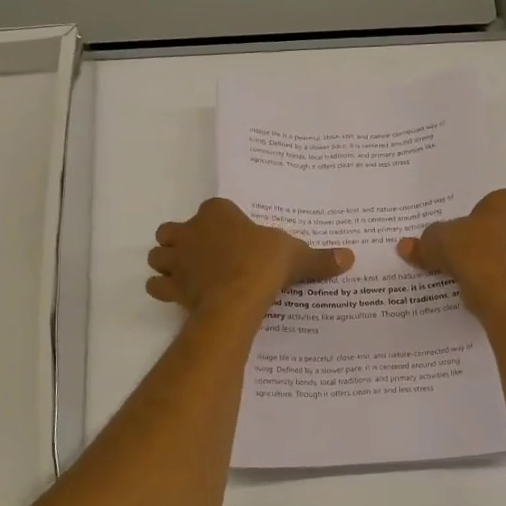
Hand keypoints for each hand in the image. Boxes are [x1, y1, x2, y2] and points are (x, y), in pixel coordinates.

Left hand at [148, 199, 352, 314]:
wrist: (238, 296)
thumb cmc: (264, 264)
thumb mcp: (296, 256)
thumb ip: (319, 258)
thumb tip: (349, 257)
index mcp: (218, 212)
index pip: (213, 209)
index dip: (219, 222)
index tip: (232, 237)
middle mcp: (191, 230)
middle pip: (174, 230)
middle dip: (183, 240)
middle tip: (204, 256)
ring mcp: (177, 259)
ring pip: (159, 255)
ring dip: (168, 262)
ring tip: (187, 274)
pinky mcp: (171, 286)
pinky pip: (156, 285)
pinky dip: (164, 289)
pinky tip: (179, 295)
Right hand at [398, 189, 505, 316]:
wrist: (500, 296)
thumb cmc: (473, 252)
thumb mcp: (437, 242)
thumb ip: (423, 243)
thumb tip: (404, 246)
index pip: (502, 199)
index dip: (486, 211)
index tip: (468, 224)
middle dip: (495, 232)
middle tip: (469, 243)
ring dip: (498, 255)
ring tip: (469, 268)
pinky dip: (498, 276)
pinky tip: (477, 285)